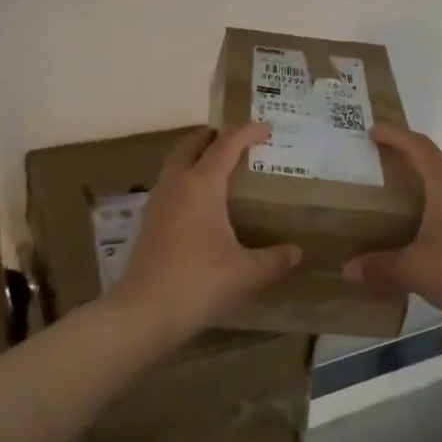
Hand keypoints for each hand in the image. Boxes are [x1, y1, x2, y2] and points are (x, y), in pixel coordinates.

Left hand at [109, 124, 300, 338]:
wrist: (145, 311)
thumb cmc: (199, 282)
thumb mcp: (246, 272)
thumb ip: (274, 259)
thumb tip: (296, 252)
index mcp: (202, 184)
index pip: (226, 144)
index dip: (247, 132)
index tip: (266, 129)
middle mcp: (177, 183)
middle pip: (192, 143)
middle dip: (214, 135)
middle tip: (237, 140)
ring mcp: (158, 200)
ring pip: (176, 161)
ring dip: (196, 154)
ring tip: (220, 166)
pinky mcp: (150, 220)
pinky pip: (170, 182)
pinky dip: (187, 176)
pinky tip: (201, 201)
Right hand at [343, 125, 441, 327]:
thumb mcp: (412, 269)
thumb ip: (379, 266)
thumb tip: (348, 268)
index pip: (417, 146)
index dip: (395, 136)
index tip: (373, 131)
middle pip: (441, 160)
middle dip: (417, 158)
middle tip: (392, 168)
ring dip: (436, 182)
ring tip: (413, 199)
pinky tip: (436, 229)